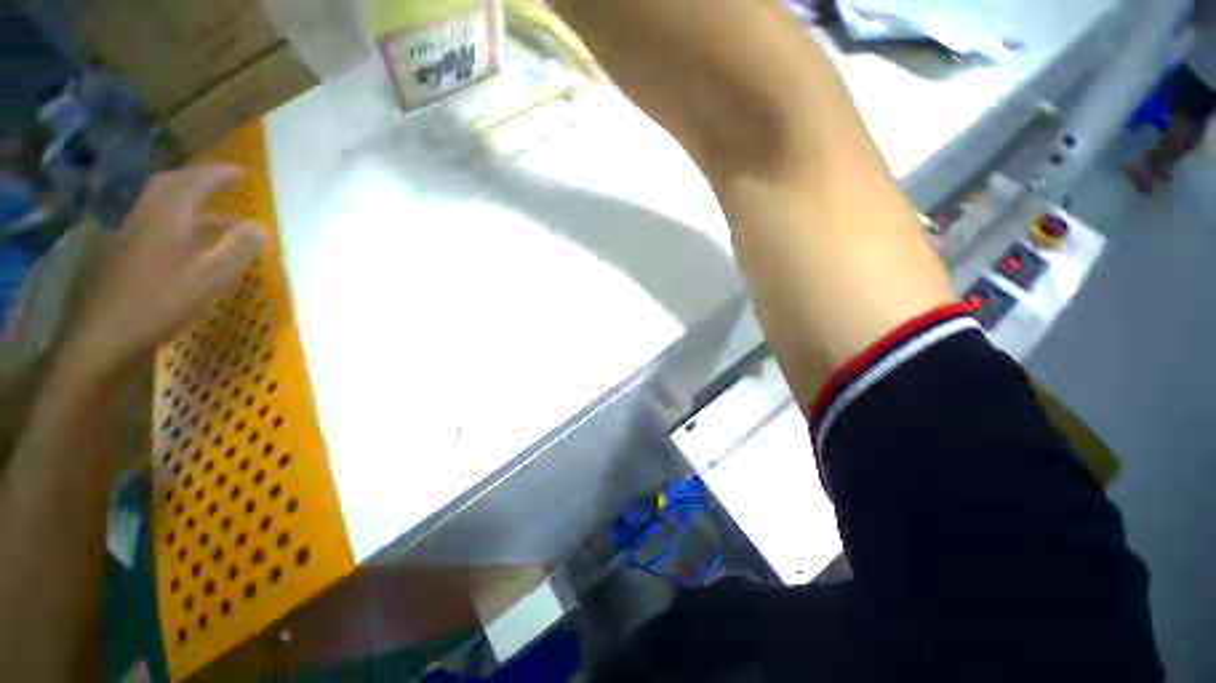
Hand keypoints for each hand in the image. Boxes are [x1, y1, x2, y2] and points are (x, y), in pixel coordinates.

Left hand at [67, 166, 266, 380]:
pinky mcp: (124, 254)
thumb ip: (239, 249)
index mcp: (168, 215)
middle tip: (224, 184)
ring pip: (163, 206)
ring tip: (218, 218)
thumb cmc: (163, 301)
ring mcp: (131, 235)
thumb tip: (260, 228)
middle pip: (171, 186)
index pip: (194, 182)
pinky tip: (190, 243)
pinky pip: (156, 225)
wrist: (107, 335)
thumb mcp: (212, 276)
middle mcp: (146, 216)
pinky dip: (178, 223)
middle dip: (199, 181)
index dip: (219, 174)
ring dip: (190, 204)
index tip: (241, 172)